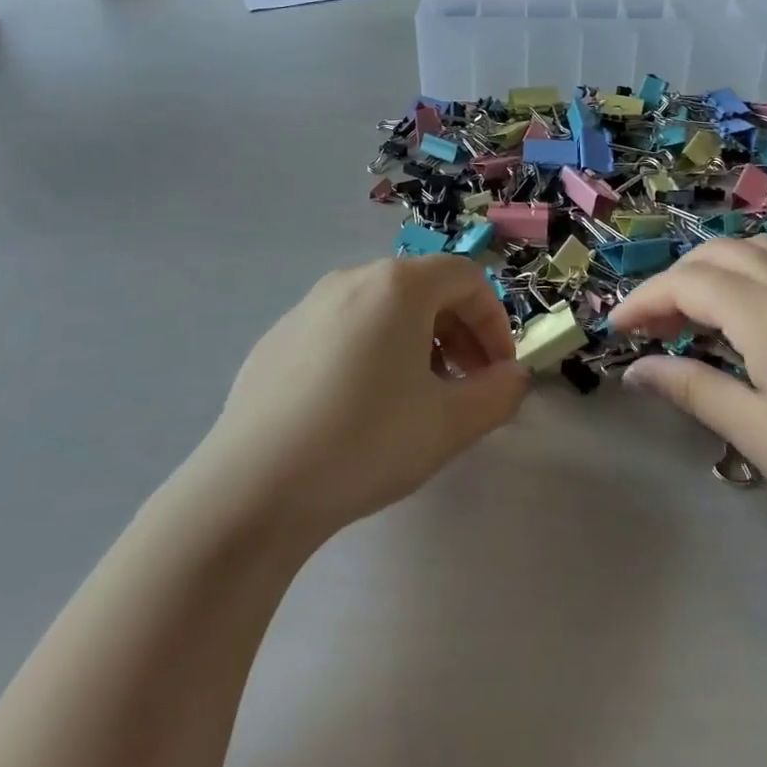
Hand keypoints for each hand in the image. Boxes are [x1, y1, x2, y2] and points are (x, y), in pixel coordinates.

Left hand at [203, 256, 529, 541]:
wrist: (252, 487)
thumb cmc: (365, 443)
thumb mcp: (449, 424)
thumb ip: (498, 394)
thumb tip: (514, 377)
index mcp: (397, 286)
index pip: (466, 278)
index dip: (494, 321)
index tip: (498, 372)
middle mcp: (352, 279)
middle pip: (424, 288)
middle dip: (458, 332)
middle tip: (466, 386)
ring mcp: (309, 305)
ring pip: (382, 308)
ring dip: (417, 341)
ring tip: (417, 397)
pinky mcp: (278, 336)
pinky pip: (343, 327)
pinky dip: (371, 350)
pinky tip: (359, 406)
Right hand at [611, 237, 766, 565]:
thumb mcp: (756, 433)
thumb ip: (692, 389)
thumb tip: (635, 370)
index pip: (687, 284)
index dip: (644, 300)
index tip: (615, 329)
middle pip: (714, 256)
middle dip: (671, 282)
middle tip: (647, 327)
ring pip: (748, 249)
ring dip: (707, 270)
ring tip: (687, 314)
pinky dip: (742, 269)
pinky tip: (738, 308)